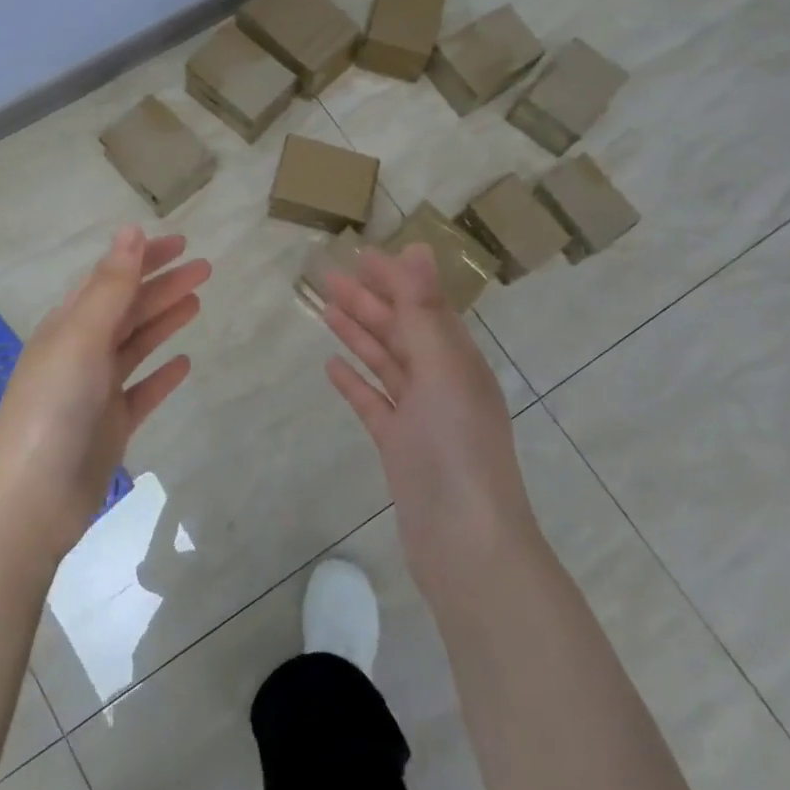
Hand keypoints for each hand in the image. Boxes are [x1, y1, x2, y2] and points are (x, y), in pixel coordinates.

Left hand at [0, 226, 209, 561]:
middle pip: (128, 309)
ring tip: (197, 301)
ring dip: (164, 321)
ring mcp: (96, 391)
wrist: (32, 498)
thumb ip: (111, 286)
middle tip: (205, 269)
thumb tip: (131, 230)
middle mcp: (81, 352)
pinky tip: (185, 364)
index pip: (110, 279)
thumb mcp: (82, 337)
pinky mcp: (110, 426)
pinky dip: (162, 375)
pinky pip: (142, 391)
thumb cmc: (54, 407)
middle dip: (163, 286)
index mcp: (68, 325)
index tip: (181, 242)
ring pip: (136, 345)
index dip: (143, 258)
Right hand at [321, 244, 532, 590]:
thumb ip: (423, 311)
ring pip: (385, 363)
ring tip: (325, 309)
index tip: (360, 254)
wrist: (464, 541)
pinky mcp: (399, 446)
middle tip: (327, 276)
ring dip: (358, 335)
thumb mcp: (441, 369)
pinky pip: (374, 403)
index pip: (423, 306)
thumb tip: (417, 248)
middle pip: (400, 331)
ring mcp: (420, 416)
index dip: (394, 279)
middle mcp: (442, 381)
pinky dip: (355, 383)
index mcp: (458, 359)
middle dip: (367, 301)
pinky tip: (331, 367)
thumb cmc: (456, 446)